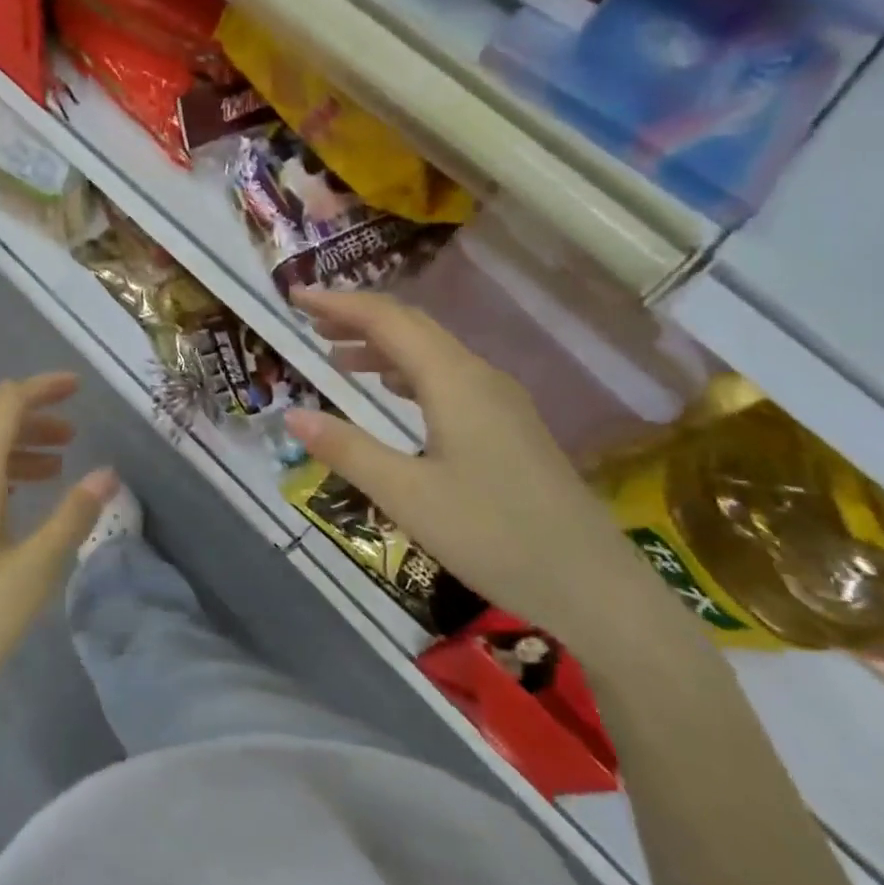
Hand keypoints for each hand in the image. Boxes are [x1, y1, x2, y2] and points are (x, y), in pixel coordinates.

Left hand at [0, 374, 117, 754]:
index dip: (42, 388)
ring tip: (51, 471)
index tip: (77, 388)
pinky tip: (4, 509)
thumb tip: (107, 473)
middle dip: (31, 422)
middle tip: (73, 438)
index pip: (5, 403)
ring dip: (11, 452)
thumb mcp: (32, 572)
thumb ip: (72, 516)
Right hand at [284, 290, 680, 658]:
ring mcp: (501, 400)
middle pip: (412, 327)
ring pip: (432, 353)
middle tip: (309, 323)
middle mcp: (479, 376)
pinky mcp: (509, 426)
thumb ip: (347, 449)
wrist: (593, 586)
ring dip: (383, 347)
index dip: (339, 304)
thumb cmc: (493, 536)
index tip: (296, 297)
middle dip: (358, 319)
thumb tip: (290, 414)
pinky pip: (448, 378)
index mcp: (454, 380)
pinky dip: (408, 373)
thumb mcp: (406, 495)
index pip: (388, 320)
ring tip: (337, 356)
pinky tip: (393, 393)